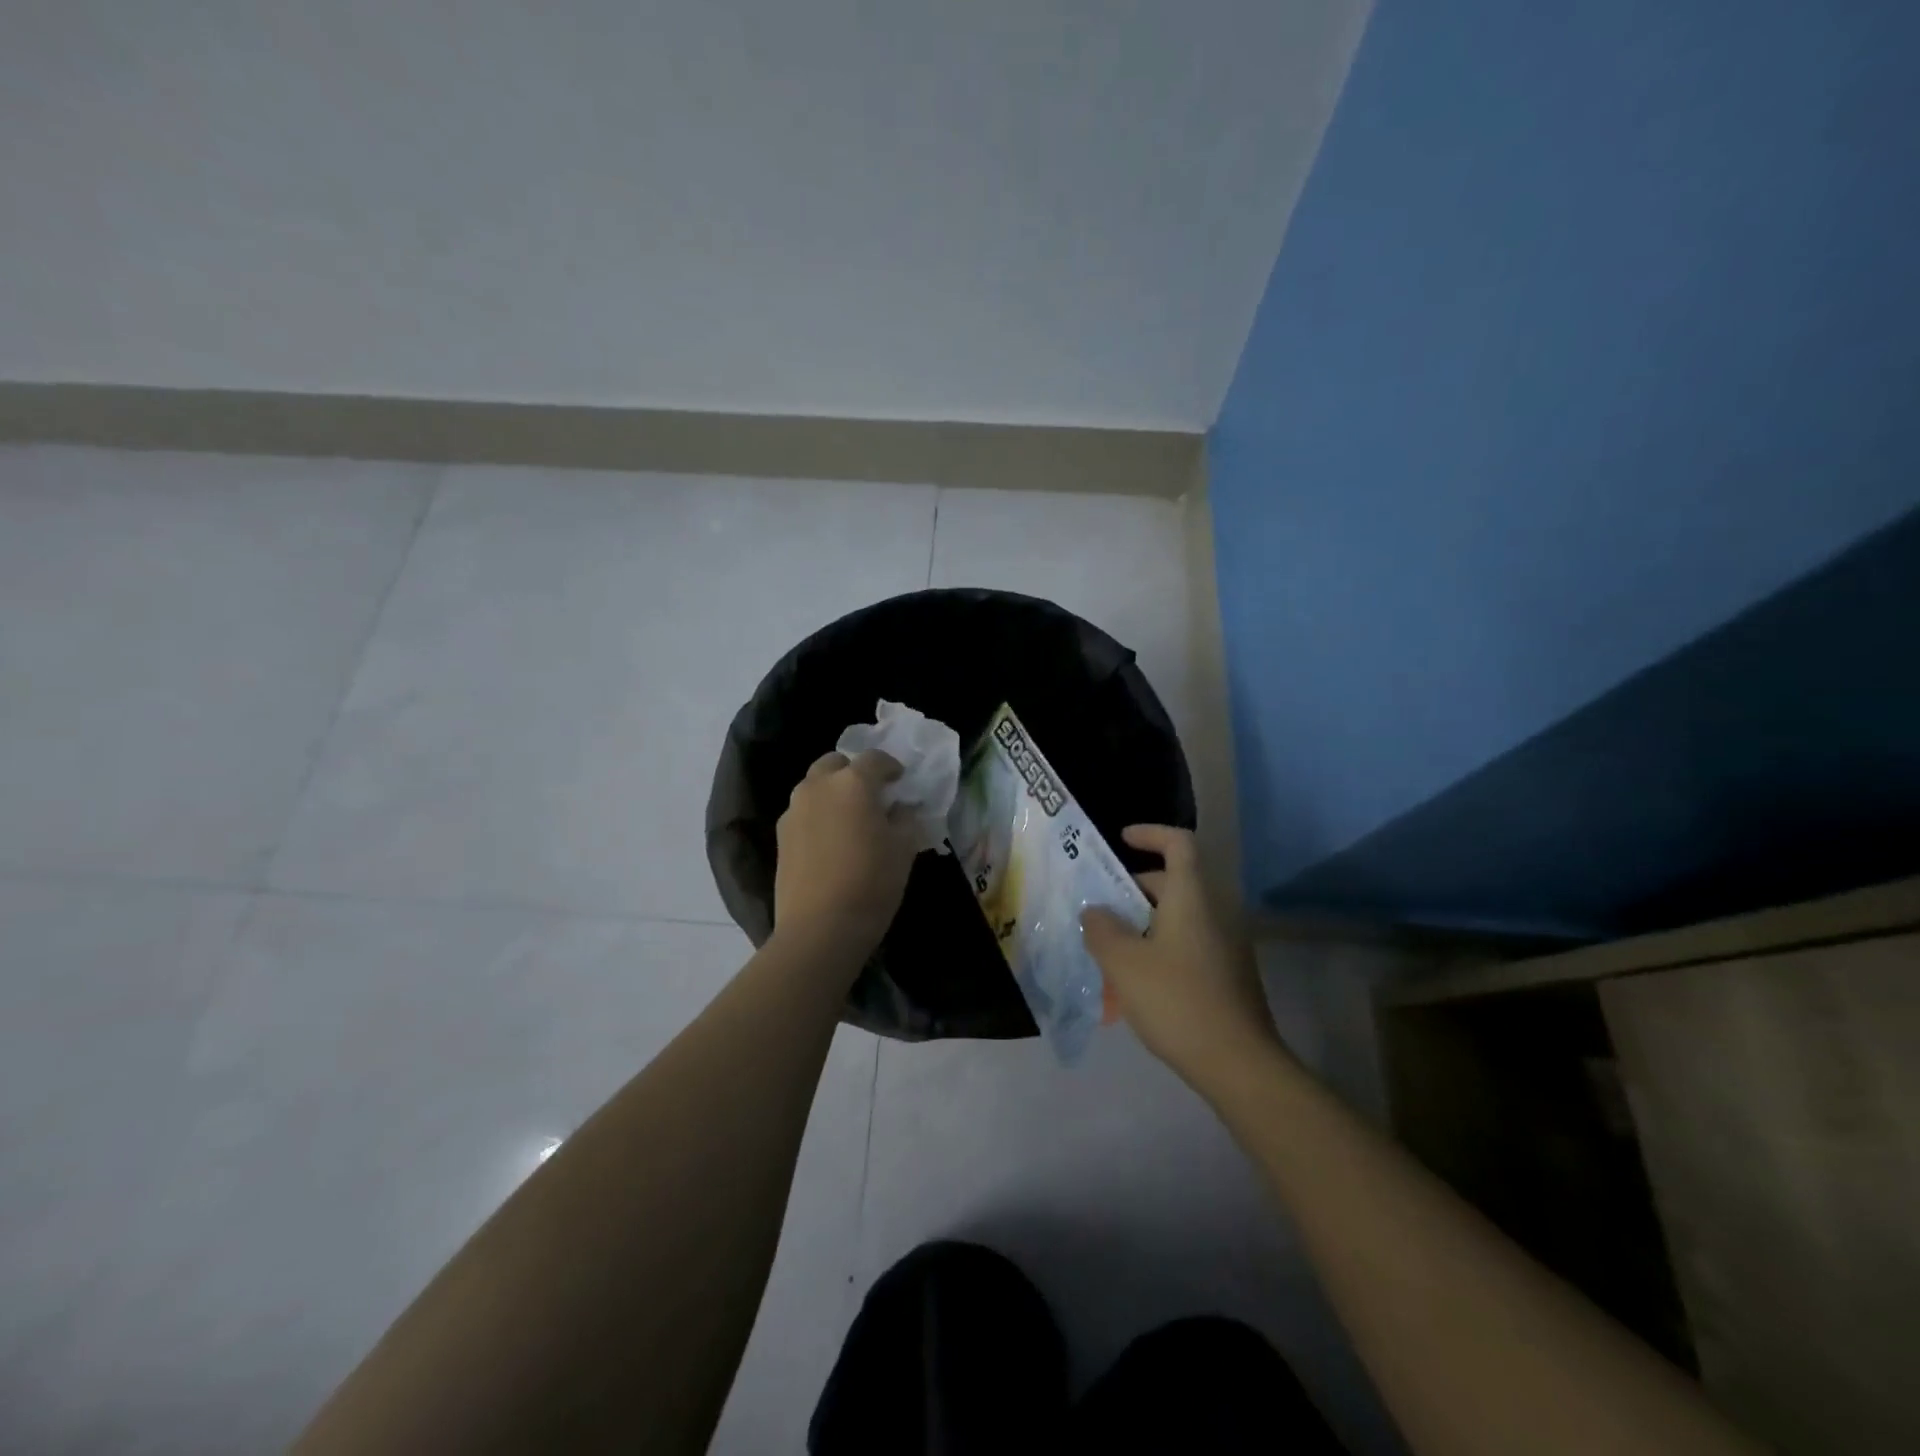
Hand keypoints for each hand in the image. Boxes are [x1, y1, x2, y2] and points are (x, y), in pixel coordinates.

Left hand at [773, 750, 918, 960]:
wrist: (819, 928)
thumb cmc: (871, 883)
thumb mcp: (904, 849)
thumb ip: (905, 819)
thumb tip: (899, 809)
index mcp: (852, 783)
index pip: (874, 759)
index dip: (890, 766)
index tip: (899, 780)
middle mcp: (818, 786)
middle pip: (835, 763)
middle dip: (853, 772)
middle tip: (870, 795)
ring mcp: (794, 810)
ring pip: (814, 786)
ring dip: (832, 792)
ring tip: (849, 817)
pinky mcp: (780, 835)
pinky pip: (803, 811)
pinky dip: (818, 814)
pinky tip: (830, 840)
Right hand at [1081, 825, 1285, 1093]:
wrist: (1239, 1064)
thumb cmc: (1177, 1001)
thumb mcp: (1124, 963)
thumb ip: (1101, 929)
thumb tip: (1095, 912)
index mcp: (1192, 898)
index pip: (1178, 843)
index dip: (1150, 833)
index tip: (1122, 839)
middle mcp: (1214, 912)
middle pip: (1174, 882)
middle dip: (1134, 889)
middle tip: (1101, 909)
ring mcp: (1226, 944)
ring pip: (1179, 917)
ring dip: (1144, 923)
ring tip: (1110, 950)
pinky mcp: (1229, 974)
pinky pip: (1189, 943)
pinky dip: (1160, 947)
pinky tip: (1136, 982)